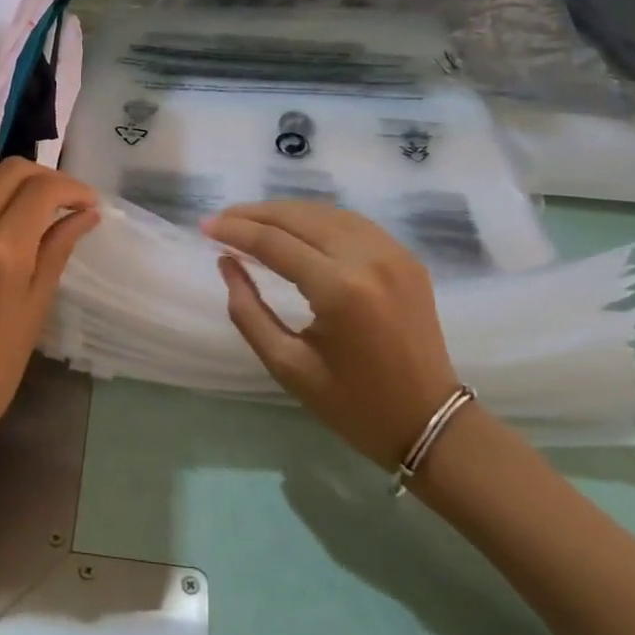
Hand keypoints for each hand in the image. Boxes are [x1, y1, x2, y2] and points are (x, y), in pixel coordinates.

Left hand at [0, 159, 98, 511]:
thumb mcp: (34, 311)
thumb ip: (57, 252)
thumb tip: (84, 215)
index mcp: (0, 249)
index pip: (41, 189)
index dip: (72, 188)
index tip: (91, 205)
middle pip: (9, 170)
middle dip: (45, 176)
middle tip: (69, 203)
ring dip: (15, 182)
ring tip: (41, 209)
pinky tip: (8, 223)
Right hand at [202, 201, 459, 473]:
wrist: (430, 422)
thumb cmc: (352, 404)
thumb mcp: (287, 365)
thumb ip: (248, 311)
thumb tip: (226, 263)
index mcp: (339, 290)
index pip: (274, 243)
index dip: (235, 230)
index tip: (204, 226)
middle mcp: (368, 259)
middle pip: (299, 217)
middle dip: (255, 214)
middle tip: (222, 219)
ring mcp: (393, 253)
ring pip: (326, 212)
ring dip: (285, 212)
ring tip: (252, 220)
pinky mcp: (406, 257)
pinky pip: (353, 223)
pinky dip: (317, 218)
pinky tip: (296, 227)